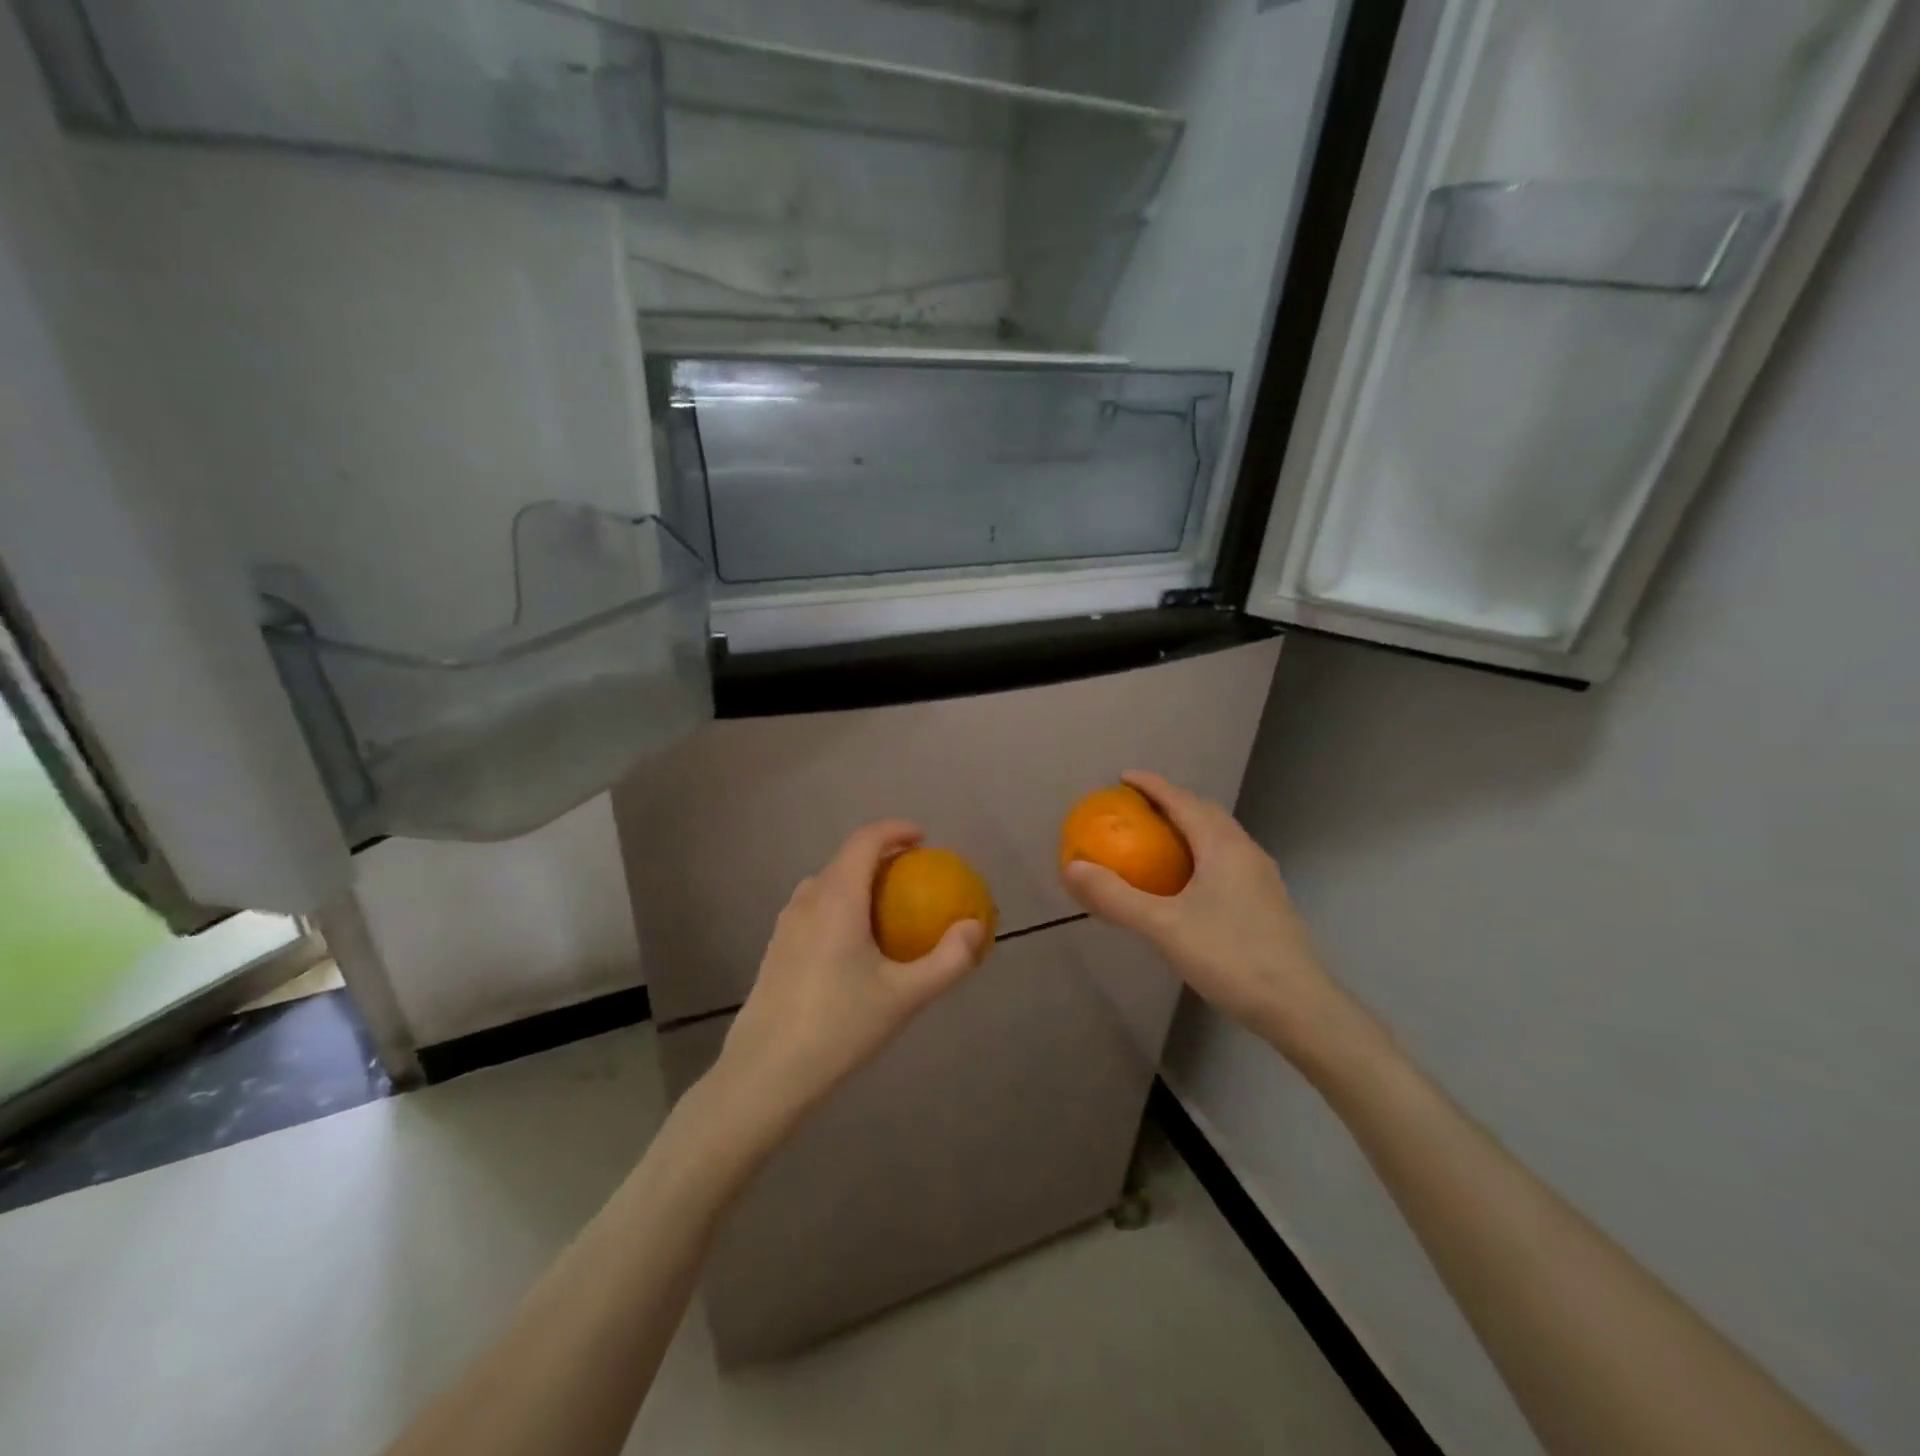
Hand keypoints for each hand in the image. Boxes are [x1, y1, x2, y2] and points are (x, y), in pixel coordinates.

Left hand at [713, 820, 987, 1137]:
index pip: (865, 840)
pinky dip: (841, 905)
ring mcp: (786, 923)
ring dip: (859, 882)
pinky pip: (814, 908)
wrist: (766, 1073)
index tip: (923, 839)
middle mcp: (807, 899)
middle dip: (882, 857)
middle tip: (914, 877)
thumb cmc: (839, 1027)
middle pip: (846, 859)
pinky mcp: (775, 948)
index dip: (895, 830)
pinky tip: (854, 946)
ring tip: (887, 909)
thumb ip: (947, 960)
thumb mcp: (905, 996)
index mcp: (837, 898)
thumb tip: (975, 927)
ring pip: (827, 884)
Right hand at [1061, 771, 1350, 1064]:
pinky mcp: (1267, 901)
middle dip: (1171, 803)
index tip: (1123, 777)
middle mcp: (1246, 851)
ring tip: (1159, 840)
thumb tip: (1072, 868)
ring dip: (1190, 828)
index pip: (1182, 801)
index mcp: (1223, 846)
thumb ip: (1116, 897)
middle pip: (1205, 813)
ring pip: (1220, 837)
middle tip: (1137, 808)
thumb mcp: (1163, 927)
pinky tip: (1188, 883)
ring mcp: (1261, 877)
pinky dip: (1201, 854)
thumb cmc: (1229, 957)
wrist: (1298, 1005)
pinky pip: (1227, 860)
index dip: (1152, 785)